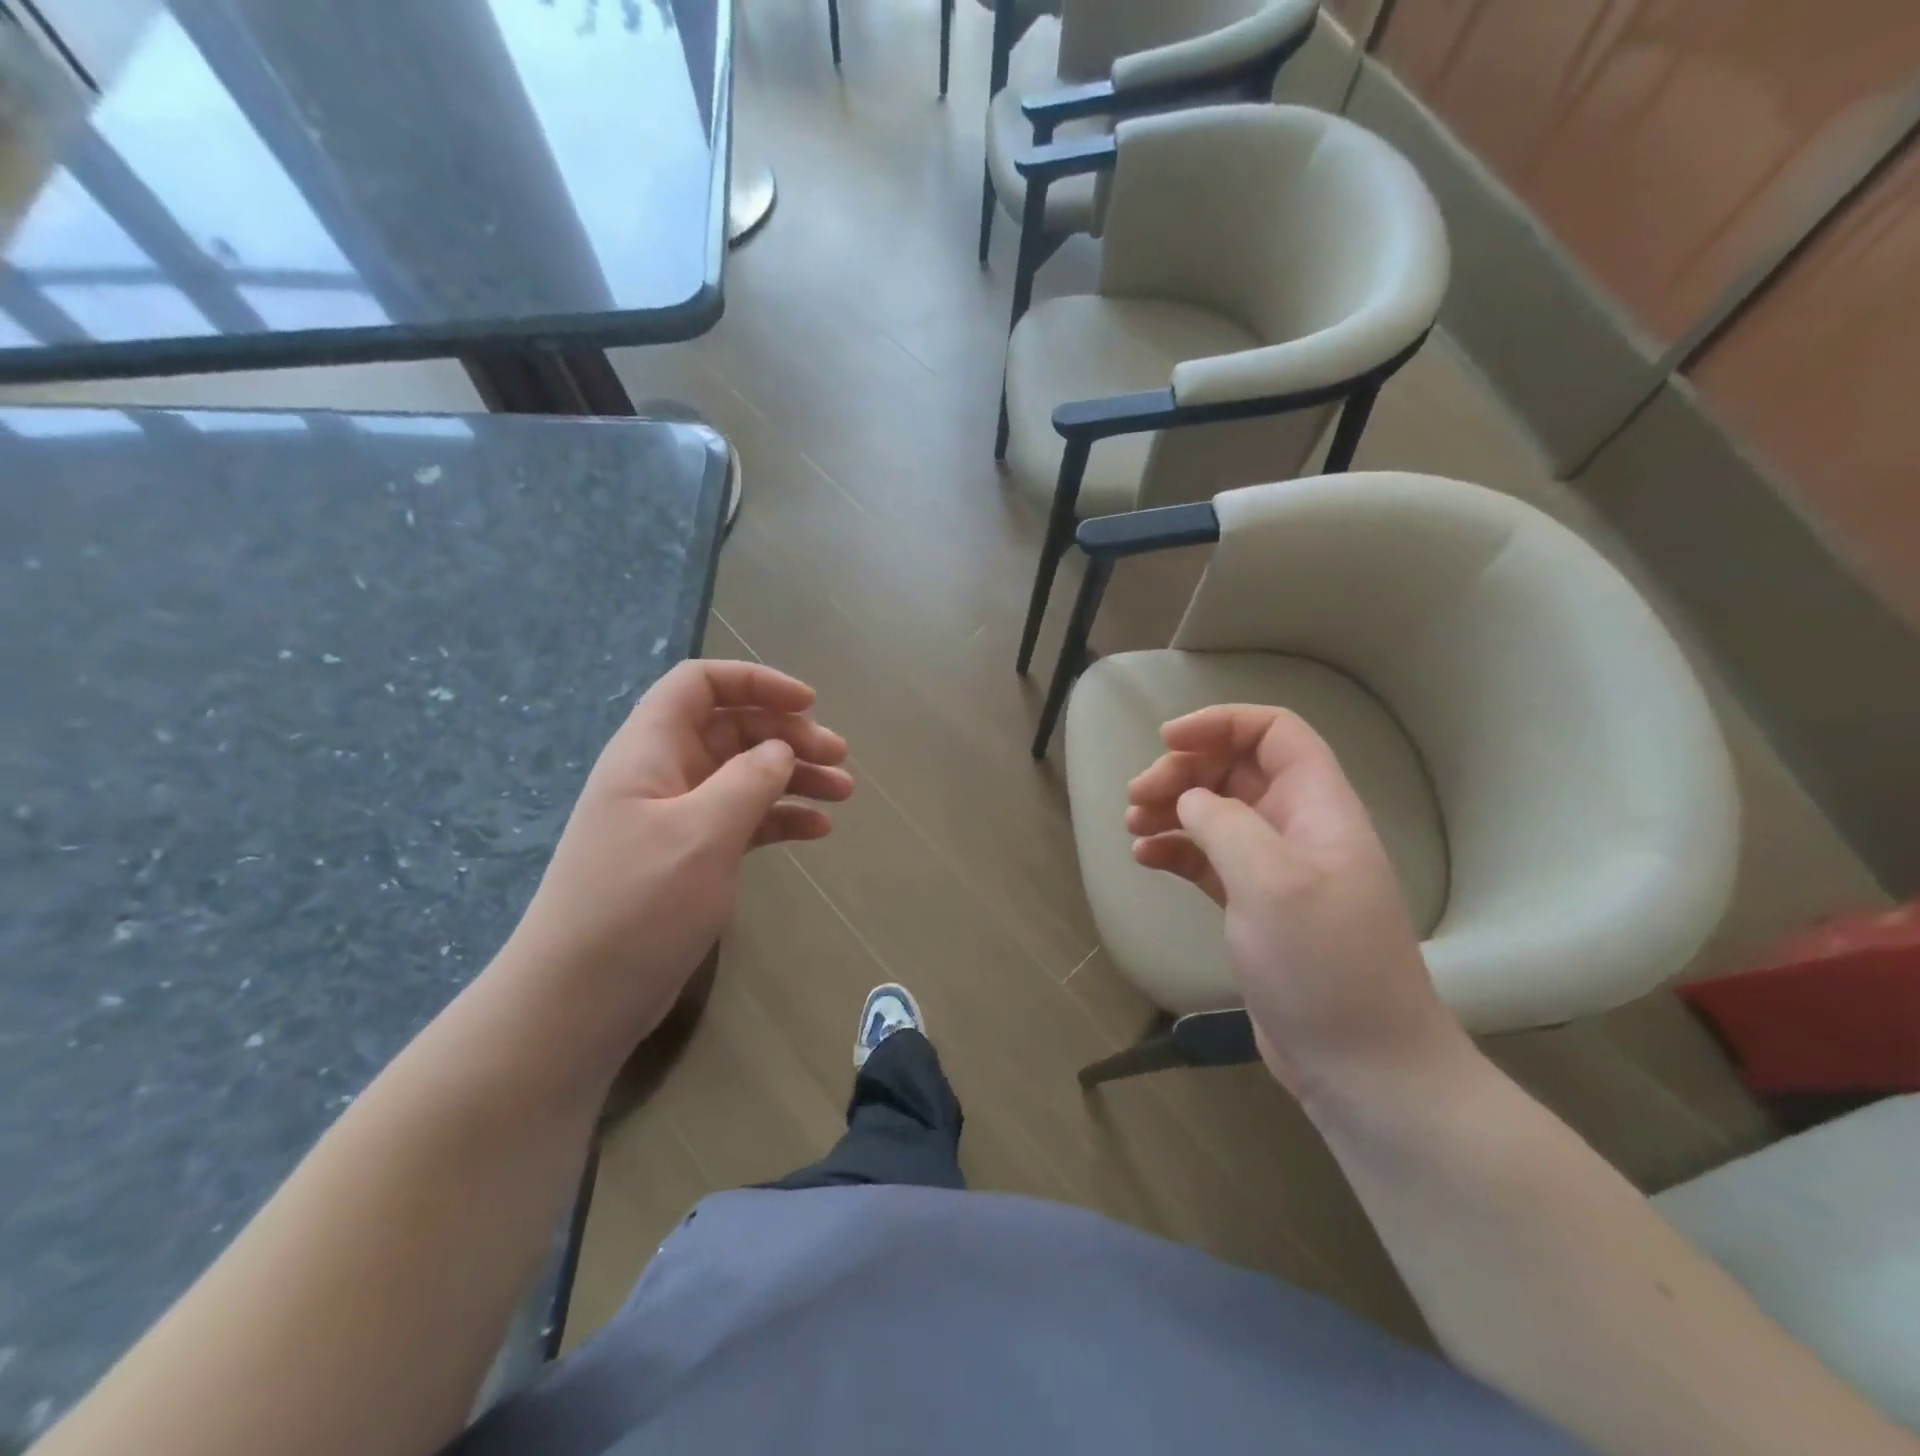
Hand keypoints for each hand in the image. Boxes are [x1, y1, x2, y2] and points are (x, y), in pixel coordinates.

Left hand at [501, 660, 852, 1054]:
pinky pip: (742, 820)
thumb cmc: (637, 906)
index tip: (808, 703)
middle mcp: (662, 774)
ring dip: (793, 776)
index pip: (699, 684)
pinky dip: (780, 817)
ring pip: (743, 775)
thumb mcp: (701, 834)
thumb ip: (749, 781)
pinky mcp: (689, 857)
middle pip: (731, 728)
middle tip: (839, 757)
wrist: (579, 1000)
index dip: (755, 682)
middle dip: (787, 734)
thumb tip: (780, 749)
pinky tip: (817, 831)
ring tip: (844, 793)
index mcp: (650, 751)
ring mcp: (675, 817)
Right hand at [1125, 705, 1465, 1102]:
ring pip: (1216, 814)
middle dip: (1183, 772)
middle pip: (1236, 770)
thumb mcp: (1272, 882)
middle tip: (1137, 797)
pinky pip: (1208, 860)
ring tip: (1132, 826)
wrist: (1362, 1065)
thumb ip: (1225, 825)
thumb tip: (1190, 802)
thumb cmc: (1324, 963)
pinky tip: (1144, 859)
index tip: (1166, 740)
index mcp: (1318, 807)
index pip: (1273, 733)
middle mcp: (1297, 828)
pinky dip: (1175, 851)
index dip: (1220, 723)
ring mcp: (1276, 870)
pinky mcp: (1254, 907)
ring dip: (1172, 810)